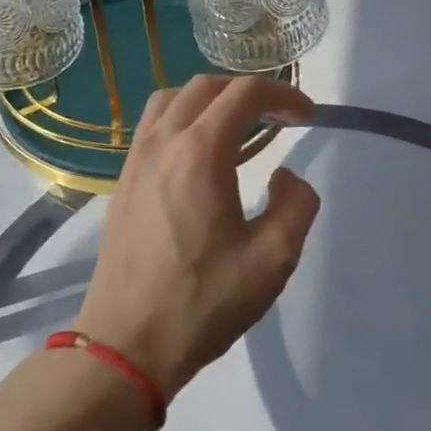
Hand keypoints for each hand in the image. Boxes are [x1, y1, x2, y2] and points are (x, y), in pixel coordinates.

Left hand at [73, 75, 319, 399]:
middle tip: (279, 119)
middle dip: (249, 92)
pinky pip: (153, 126)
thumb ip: (296, 204)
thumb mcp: (273, 258)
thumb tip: (285, 176)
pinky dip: (183, 118)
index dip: (283, 95)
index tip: (308, 116)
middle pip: (207, 86)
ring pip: (172, 99)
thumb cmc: (204, 301)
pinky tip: (200, 154)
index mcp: (200, 153)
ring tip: (238, 127)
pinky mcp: (123, 182)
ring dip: (211, 100)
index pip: (244, 93)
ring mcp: (136, 160)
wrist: (127, 344)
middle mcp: (163, 143)